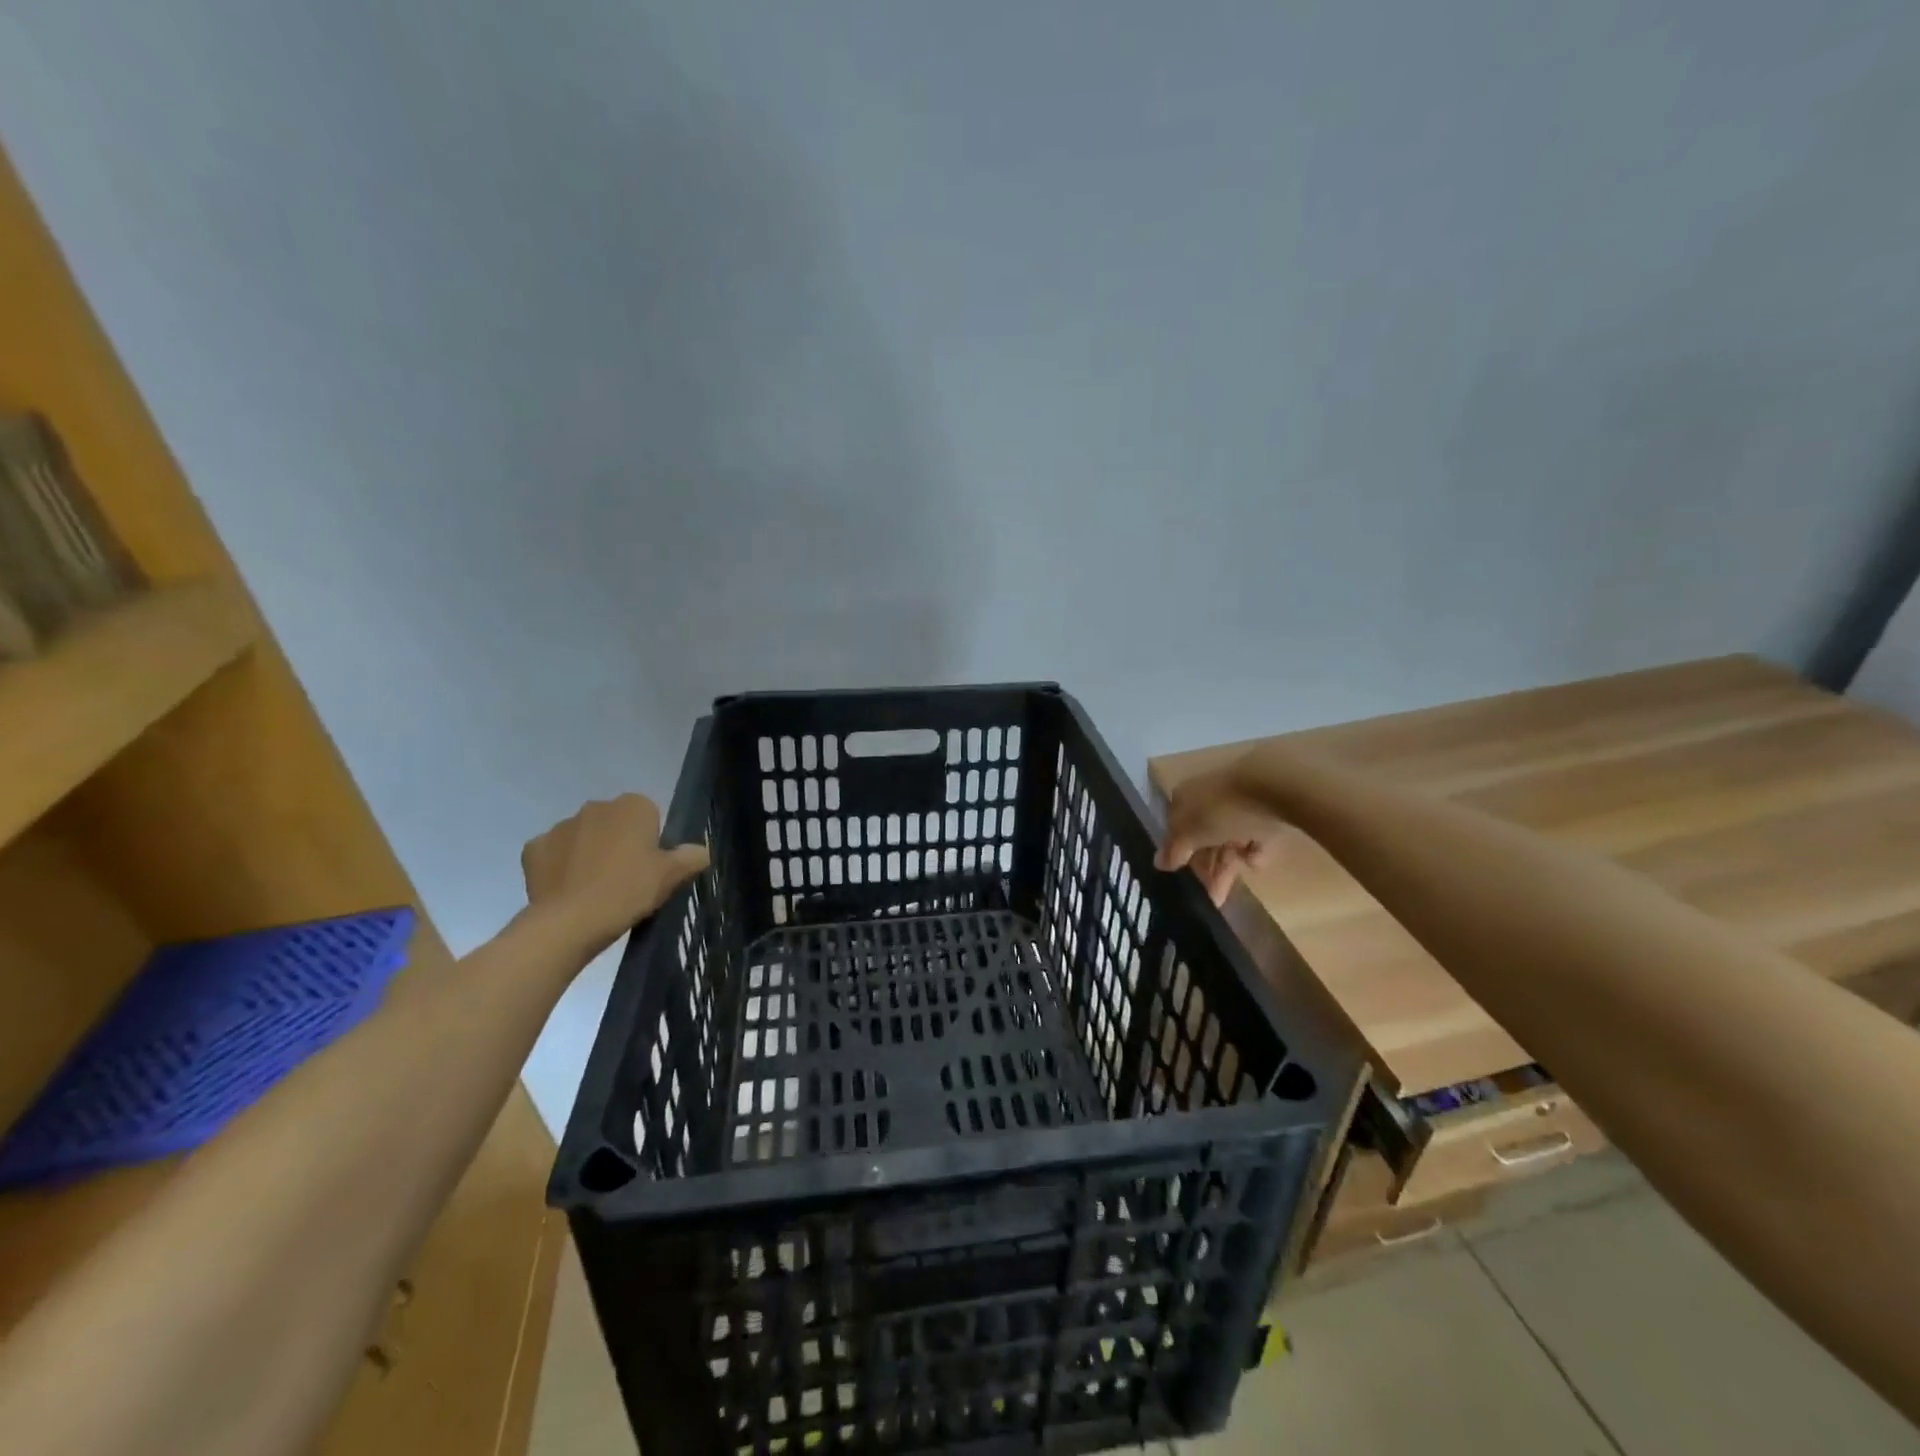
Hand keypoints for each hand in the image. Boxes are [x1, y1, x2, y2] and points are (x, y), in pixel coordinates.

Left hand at [521, 794, 709, 956]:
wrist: (570, 922)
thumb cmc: (628, 891)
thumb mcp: (670, 877)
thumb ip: (690, 858)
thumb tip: (701, 851)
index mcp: (632, 806)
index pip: (649, 814)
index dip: (650, 840)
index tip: (649, 866)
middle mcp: (596, 806)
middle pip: (614, 822)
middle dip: (618, 841)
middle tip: (625, 878)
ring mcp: (560, 826)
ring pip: (582, 835)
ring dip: (588, 852)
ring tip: (594, 888)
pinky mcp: (533, 849)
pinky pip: (553, 852)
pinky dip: (559, 865)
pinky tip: (567, 889)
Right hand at [1155, 760, 1287, 905]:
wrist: (1276, 786)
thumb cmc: (1223, 810)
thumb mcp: (1191, 833)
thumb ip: (1174, 850)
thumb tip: (1158, 863)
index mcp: (1184, 798)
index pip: (1175, 831)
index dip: (1179, 857)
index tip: (1187, 883)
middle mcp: (1207, 799)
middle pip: (1203, 838)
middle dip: (1208, 869)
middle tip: (1213, 899)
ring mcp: (1237, 803)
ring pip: (1228, 839)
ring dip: (1229, 864)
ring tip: (1234, 891)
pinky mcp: (1265, 810)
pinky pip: (1254, 835)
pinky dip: (1254, 849)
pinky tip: (1257, 857)